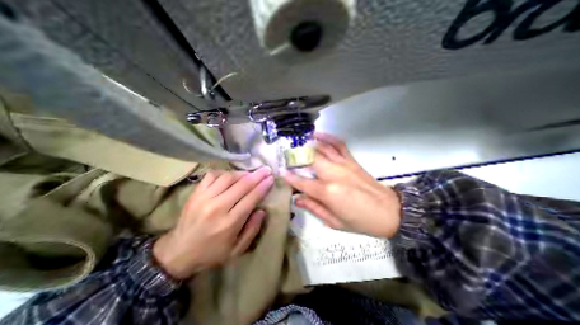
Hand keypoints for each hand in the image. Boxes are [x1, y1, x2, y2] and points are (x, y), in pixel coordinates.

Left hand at [152, 167, 272, 278]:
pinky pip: (212, 175)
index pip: (251, 198)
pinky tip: (230, 176)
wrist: (177, 253)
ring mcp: (204, 198)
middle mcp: (217, 207)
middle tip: (266, 170)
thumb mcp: (237, 250)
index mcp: (229, 223)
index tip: (271, 178)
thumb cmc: (211, 253)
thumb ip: (252, 229)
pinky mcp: (195, 193)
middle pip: (242, 185)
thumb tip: (261, 210)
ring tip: (250, 174)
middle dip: (257, 175)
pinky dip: (224, 173)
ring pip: (228, 177)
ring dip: (242, 173)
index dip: (263, 186)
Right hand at [283, 132, 401, 238]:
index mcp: (328, 192)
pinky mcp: (352, 161)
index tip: (281, 172)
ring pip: (322, 149)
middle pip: (311, 160)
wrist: (390, 212)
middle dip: (297, 157)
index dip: (290, 177)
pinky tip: (318, 135)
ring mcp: (344, 165)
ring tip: (299, 143)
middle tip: (288, 157)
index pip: (303, 182)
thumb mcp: (335, 222)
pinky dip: (328, 138)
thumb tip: (297, 198)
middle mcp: (334, 174)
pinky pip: (338, 145)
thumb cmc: (361, 221)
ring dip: (309, 144)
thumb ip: (314, 208)